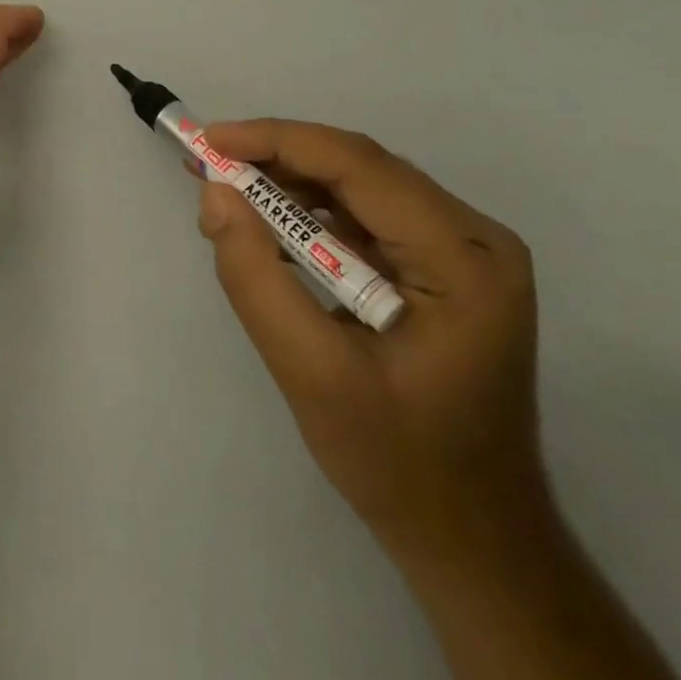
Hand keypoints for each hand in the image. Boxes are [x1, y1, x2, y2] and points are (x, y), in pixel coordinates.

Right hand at [195, 120, 547, 565]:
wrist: (473, 540)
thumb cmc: (399, 464)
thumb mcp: (312, 375)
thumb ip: (256, 279)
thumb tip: (215, 194)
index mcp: (463, 259)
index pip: (359, 166)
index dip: (276, 140)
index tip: (208, 140)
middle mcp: (474, 238)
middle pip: (360, 168)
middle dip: (276, 158)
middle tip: (206, 163)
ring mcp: (462, 251)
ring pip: (359, 185)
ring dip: (288, 182)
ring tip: (224, 190)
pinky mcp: (442, 267)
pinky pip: (366, 215)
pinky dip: (309, 211)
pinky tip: (266, 223)